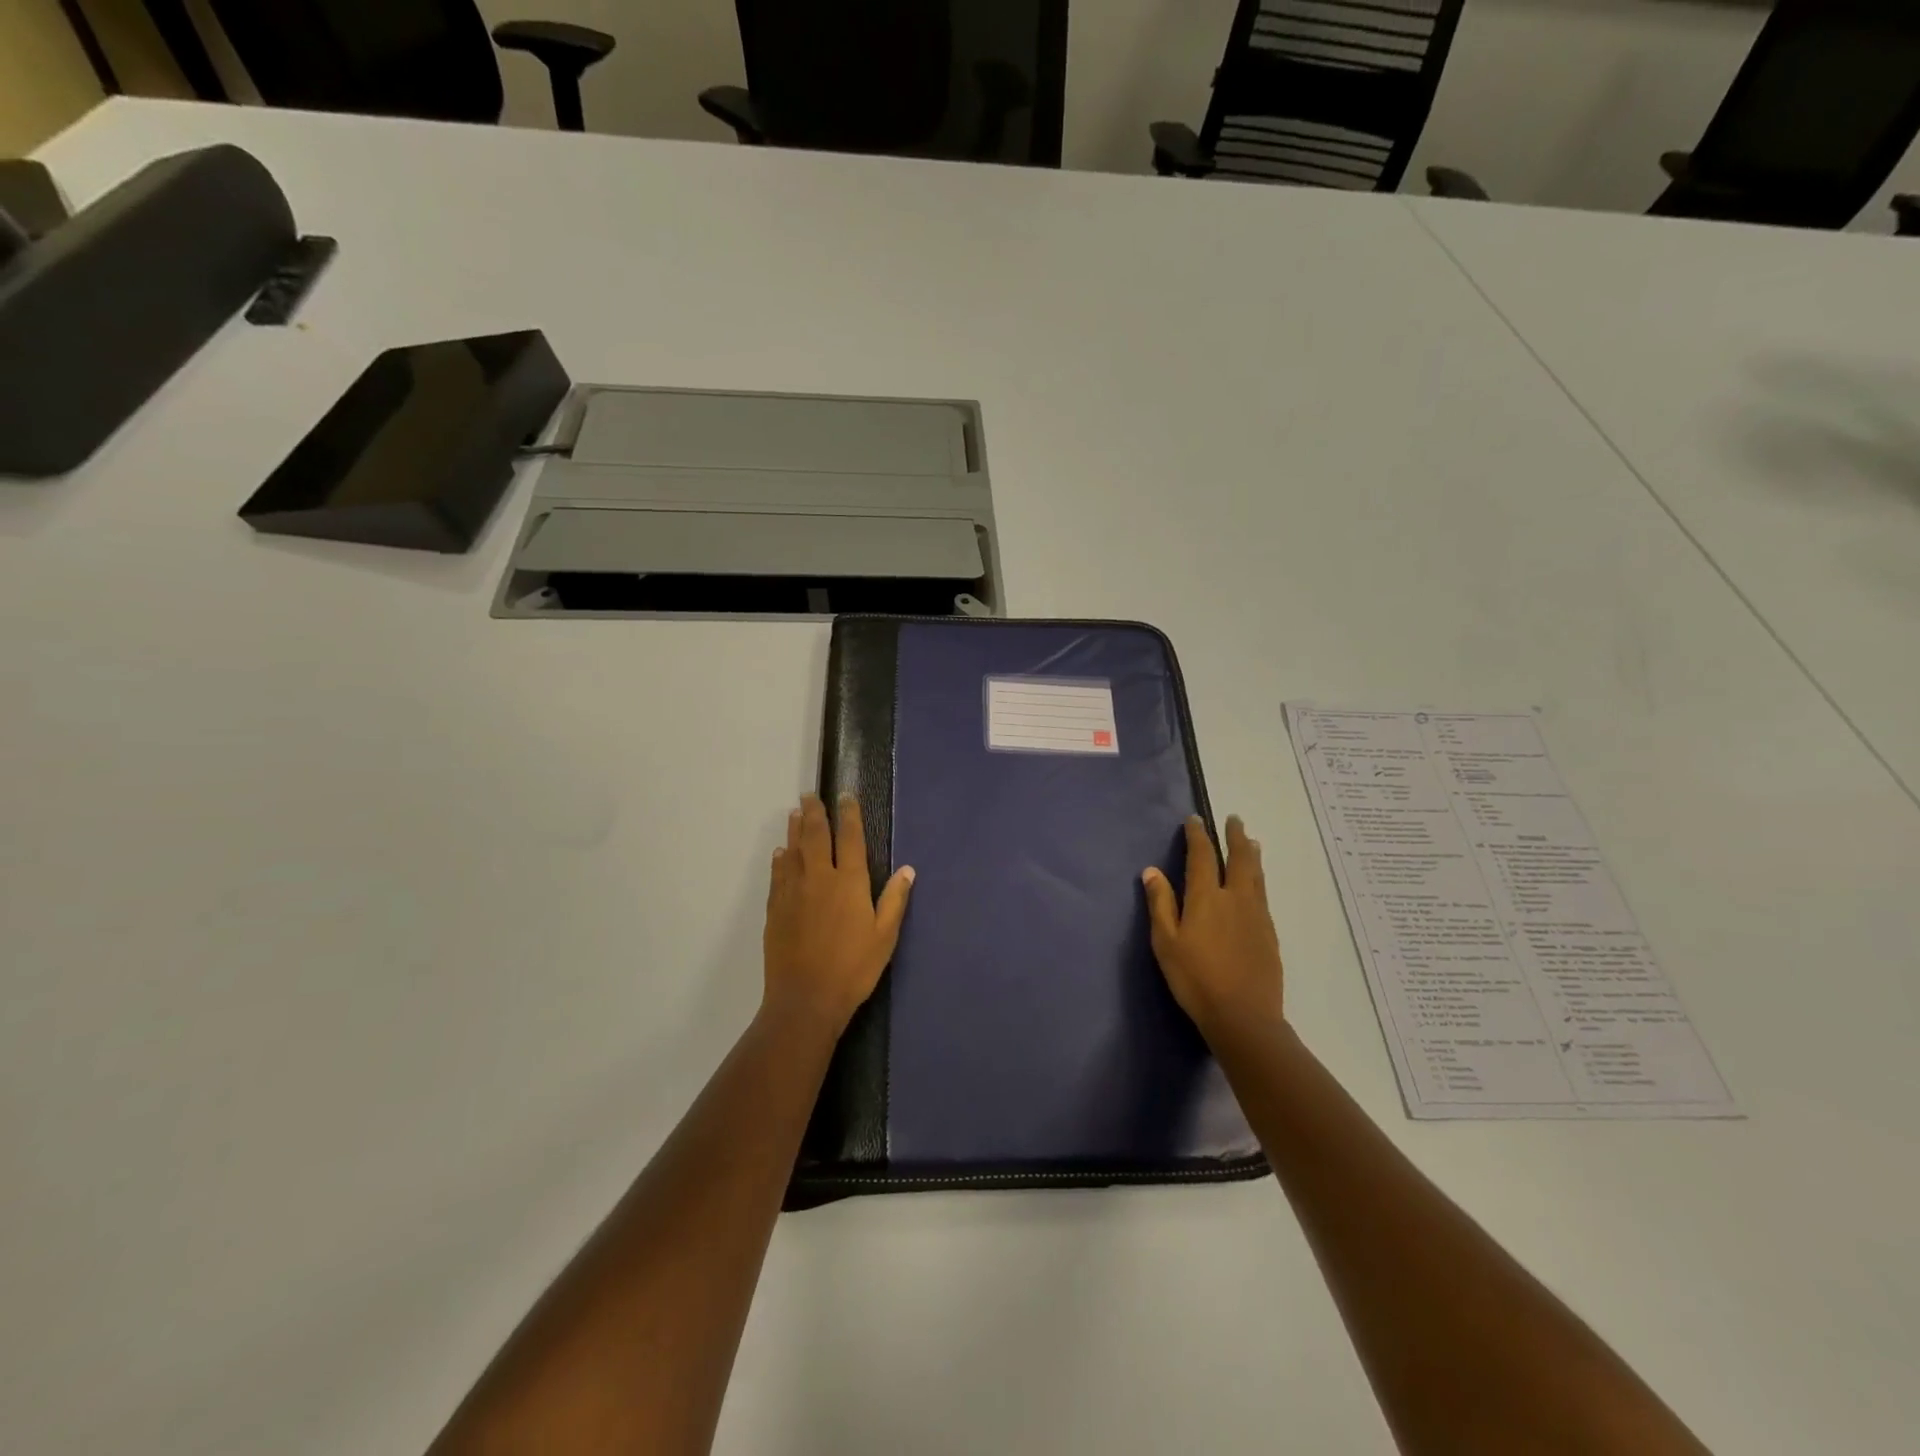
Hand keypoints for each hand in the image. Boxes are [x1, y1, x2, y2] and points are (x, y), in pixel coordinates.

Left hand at [763, 793, 914, 1032]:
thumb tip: (908, 869)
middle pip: (815, 835)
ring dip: (795, 829)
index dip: (848, 814)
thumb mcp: (884, 937)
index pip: (850, 838)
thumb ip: (895, 900)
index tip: (845, 795)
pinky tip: (781, 852)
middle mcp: (819, 878)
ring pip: (793, 850)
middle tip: (810, 795)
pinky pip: (778, 873)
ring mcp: (793, 891)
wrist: (805, 999)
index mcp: (849, 882)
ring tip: (796, 813)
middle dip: (815, 812)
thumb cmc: (853, 968)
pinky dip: (781, 858)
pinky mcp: (776, 908)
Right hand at [1142, 815, 1283, 1036]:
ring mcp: (1256, 915)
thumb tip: (1152, 871)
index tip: (1195, 819)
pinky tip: (1256, 883)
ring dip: (1251, 854)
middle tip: (1234, 820)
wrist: (1243, 1016)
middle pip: (1238, 858)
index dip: (1198, 835)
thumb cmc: (1195, 979)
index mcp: (1206, 898)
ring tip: (1251, 841)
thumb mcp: (1166, 942)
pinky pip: (1263, 893)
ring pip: (1256, 874)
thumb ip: (1160, 904)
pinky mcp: (1269, 933)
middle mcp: (1235, 898)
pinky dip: (1258, 877)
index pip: (1202, 856)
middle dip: (1235, 836)